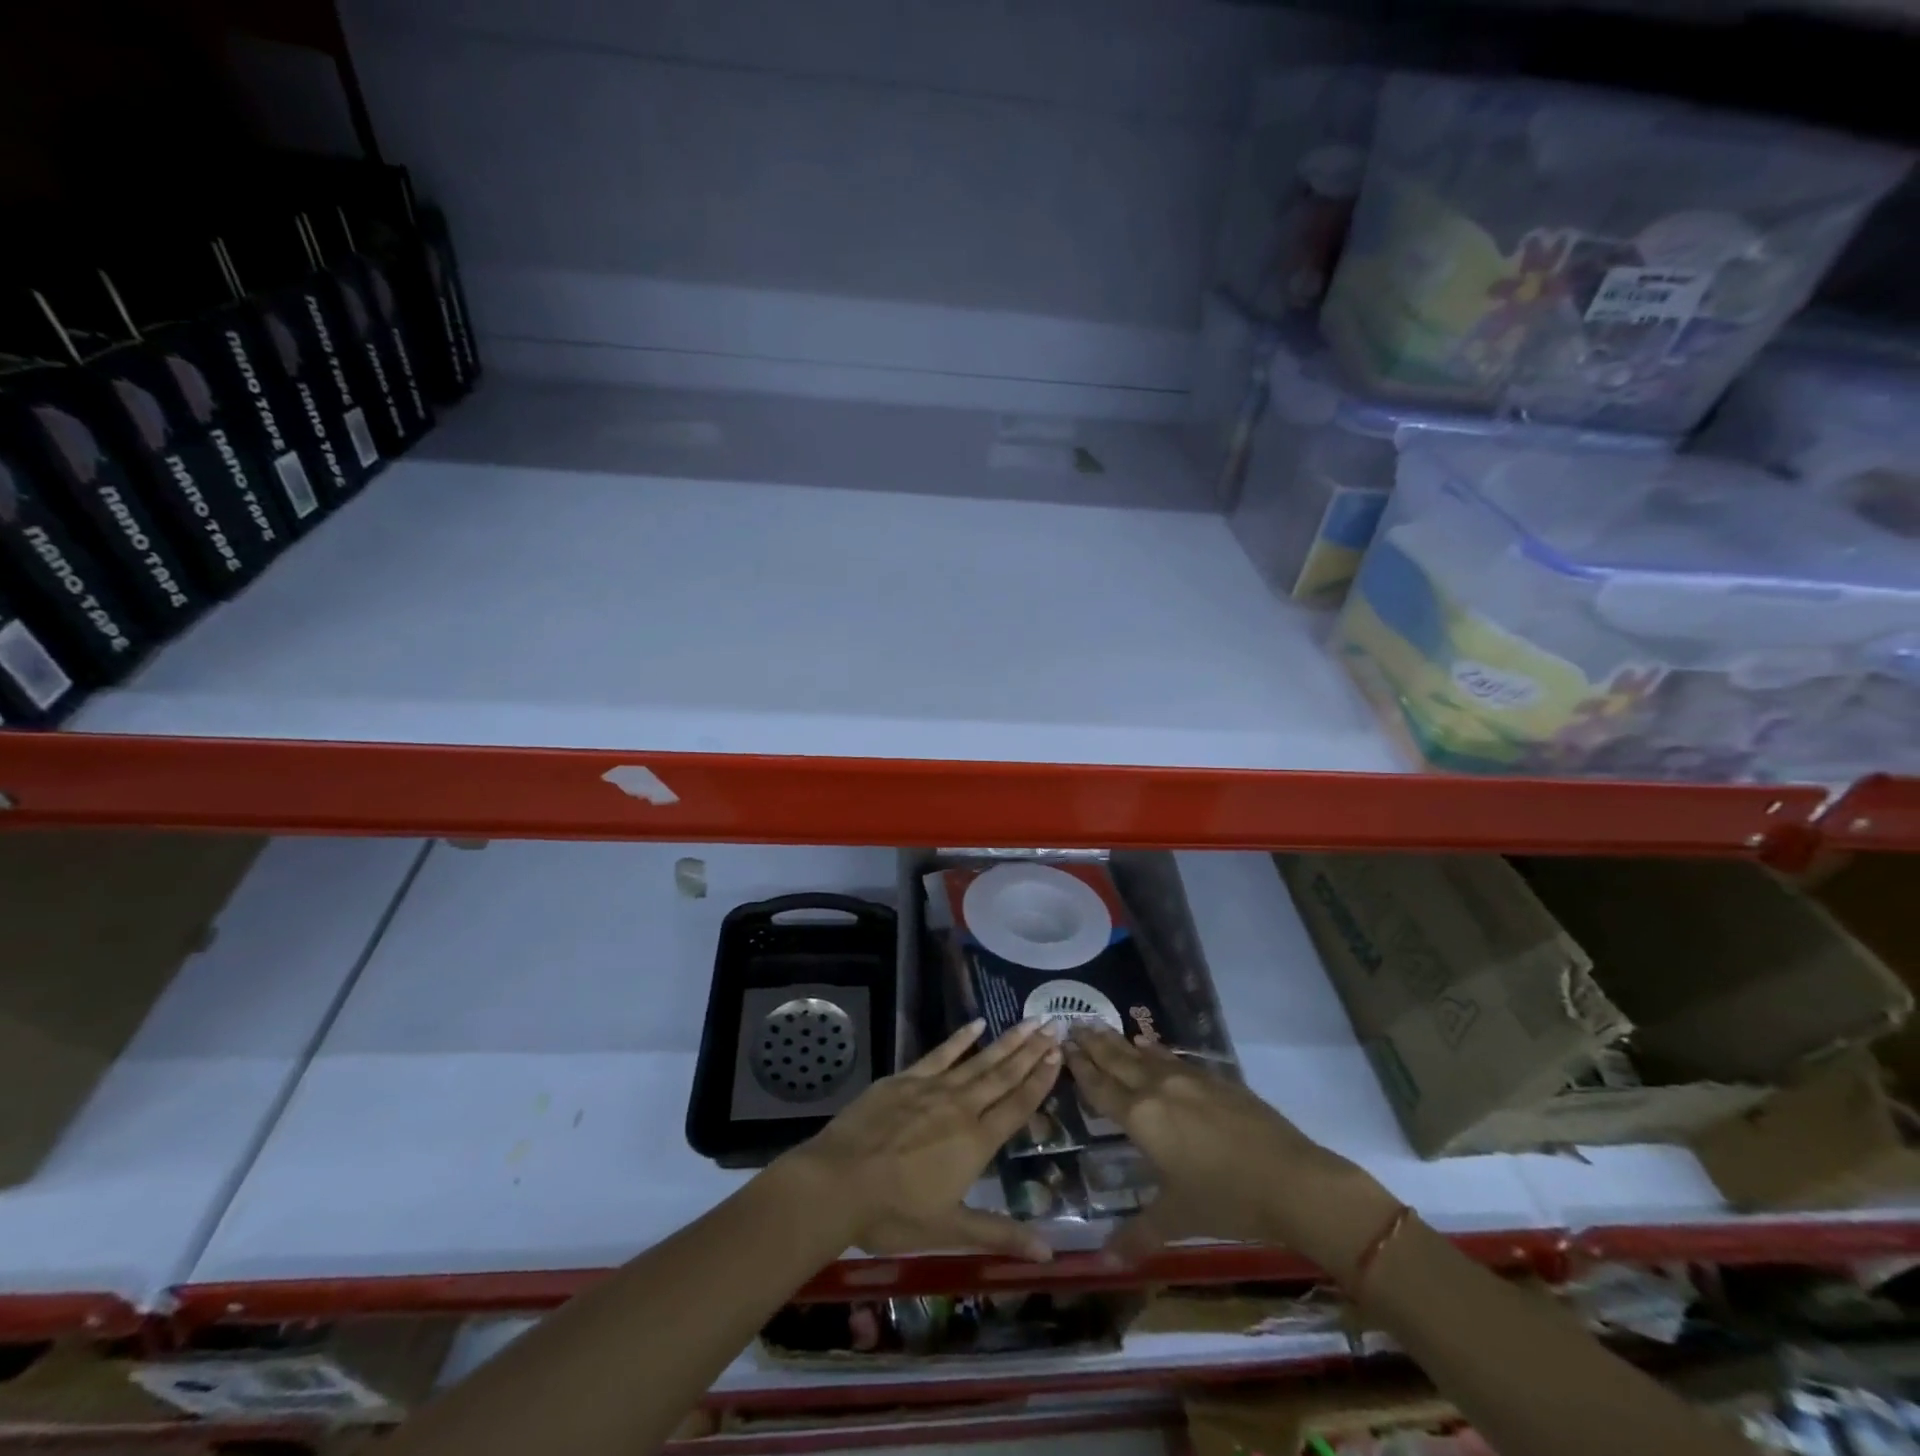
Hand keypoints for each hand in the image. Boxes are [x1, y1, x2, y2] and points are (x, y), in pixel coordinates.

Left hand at [779, 1019, 1062, 1261]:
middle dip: (1031, 1051)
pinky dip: (960, 1038)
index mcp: (977, 1142)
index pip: (1017, 1105)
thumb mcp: (950, 1230)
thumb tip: (1048, 1252)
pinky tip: (976, 1023)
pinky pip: (940, 1053)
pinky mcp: (906, 1078)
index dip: (1041, 1081)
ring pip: (979, 1060)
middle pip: (1004, 1075)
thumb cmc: (895, 1213)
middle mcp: (962, 1107)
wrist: (839, 1180)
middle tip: (1054, 1025)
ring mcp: (933, 1088)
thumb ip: (1000, 1234)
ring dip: (1006, 1041)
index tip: (1060, 1055)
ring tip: (1029, 1020)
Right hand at [1064, 1024, 1399, 1278]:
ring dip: (1119, 1041)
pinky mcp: (1216, 1079)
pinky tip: (1149, 1046)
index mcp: (1141, 1117)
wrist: (1293, 1180)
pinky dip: (1153, 1050)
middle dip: (1094, 1043)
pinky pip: (1172, 1058)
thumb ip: (1138, 1234)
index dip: (1080, 1066)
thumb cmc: (1227, 1201)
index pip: (1101, 1086)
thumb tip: (1104, 1262)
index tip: (1063, 1044)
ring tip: (1100, 1025)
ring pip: (1144, 1054)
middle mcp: (1158, 1088)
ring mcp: (1189, 1079)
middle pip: (1118, 1060)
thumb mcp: (1177, 1219)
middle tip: (1073, 1023)